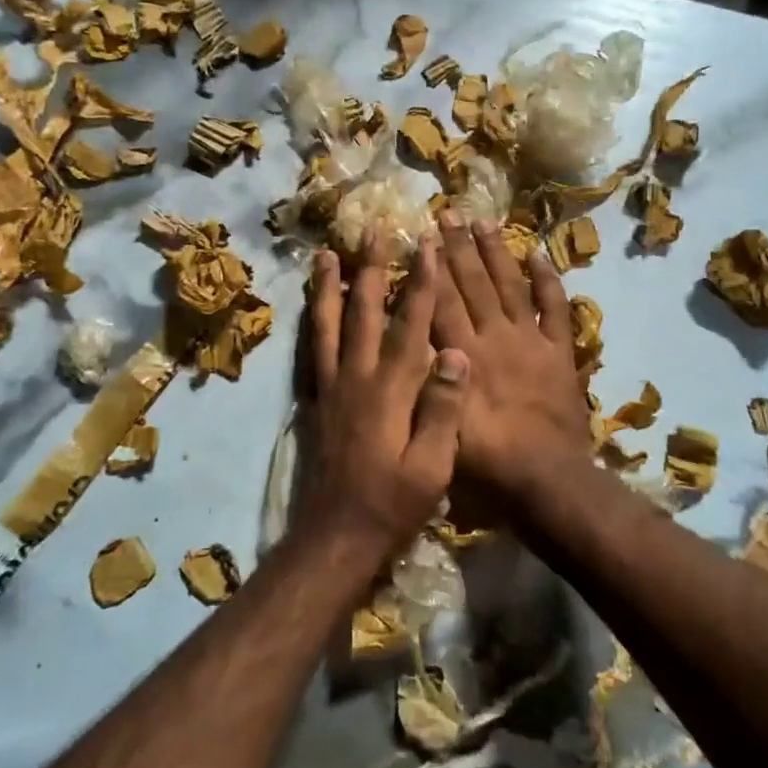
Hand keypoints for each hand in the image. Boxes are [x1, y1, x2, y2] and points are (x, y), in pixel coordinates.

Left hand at [303, 231, 469, 553]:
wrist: (337, 535)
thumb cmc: (393, 503)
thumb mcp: (431, 466)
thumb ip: (443, 409)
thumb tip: (456, 353)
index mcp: (390, 389)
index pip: (409, 324)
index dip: (420, 283)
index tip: (425, 246)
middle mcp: (356, 377)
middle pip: (363, 311)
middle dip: (371, 269)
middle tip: (373, 231)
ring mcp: (331, 386)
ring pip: (328, 324)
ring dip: (329, 286)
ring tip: (326, 253)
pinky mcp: (315, 400)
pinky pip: (311, 350)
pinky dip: (312, 322)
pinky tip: (311, 308)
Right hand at [430, 212, 594, 499]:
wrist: (546, 478)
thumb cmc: (486, 460)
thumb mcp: (440, 423)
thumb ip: (428, 380)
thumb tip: (412, 342)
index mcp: (464, 353)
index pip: (443, 300)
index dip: (432, 266)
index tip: (422, 235)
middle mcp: (495, 336)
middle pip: (473, 283)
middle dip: (459, 246)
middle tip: (448, 212)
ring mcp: (530, 340)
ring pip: (510, 286)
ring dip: (496, 253)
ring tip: (484, 221)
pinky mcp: (559, 352)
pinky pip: (555, 308)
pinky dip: (548, 280)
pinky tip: (538, 253)